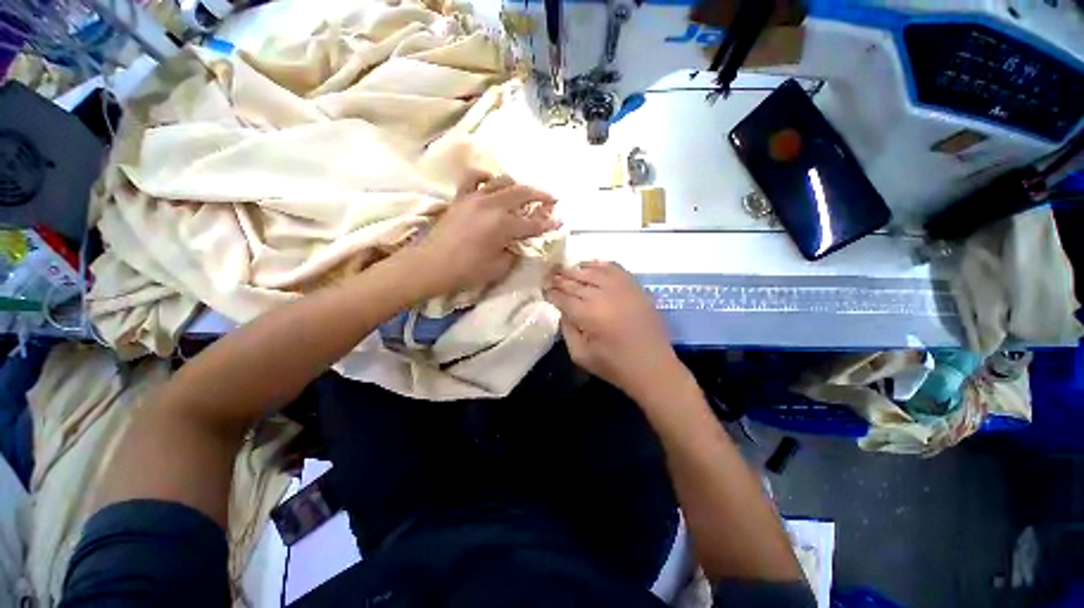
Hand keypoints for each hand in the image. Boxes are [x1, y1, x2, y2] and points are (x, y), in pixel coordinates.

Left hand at [407, 172, 559, 297]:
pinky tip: (491, 183)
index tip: (560, 222)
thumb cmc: (466, 271)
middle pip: (522, 193)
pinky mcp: (460, 197)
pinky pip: (474, 177)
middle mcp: (492, 205)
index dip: (549, 224)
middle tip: (552, 200)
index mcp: (503, 225)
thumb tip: (519, 244)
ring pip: (502, 180)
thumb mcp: (498, 268)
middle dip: (541, 196)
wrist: (430, 265)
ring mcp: (475, 197)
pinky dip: (486, 176)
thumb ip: (513, 253)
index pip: (533, 223)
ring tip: (524, 193)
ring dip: (518, 185)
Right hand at [544, 261, 686, 400]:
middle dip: (559, 278)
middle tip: (548, 275)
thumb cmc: (614, 365)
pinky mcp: (634, 286)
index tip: (543, 288)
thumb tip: (563, 310)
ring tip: (564, 269)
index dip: (550, 292)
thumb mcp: (579, 354)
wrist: (652, 366)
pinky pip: (613, 268)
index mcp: (587, 314)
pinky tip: (589, 266)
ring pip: (592, 271)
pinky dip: (599, 265)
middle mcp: (602, 295)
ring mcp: (621, 287)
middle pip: (574, 281)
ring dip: (575, 270)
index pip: (562, 296)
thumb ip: (567, 329)